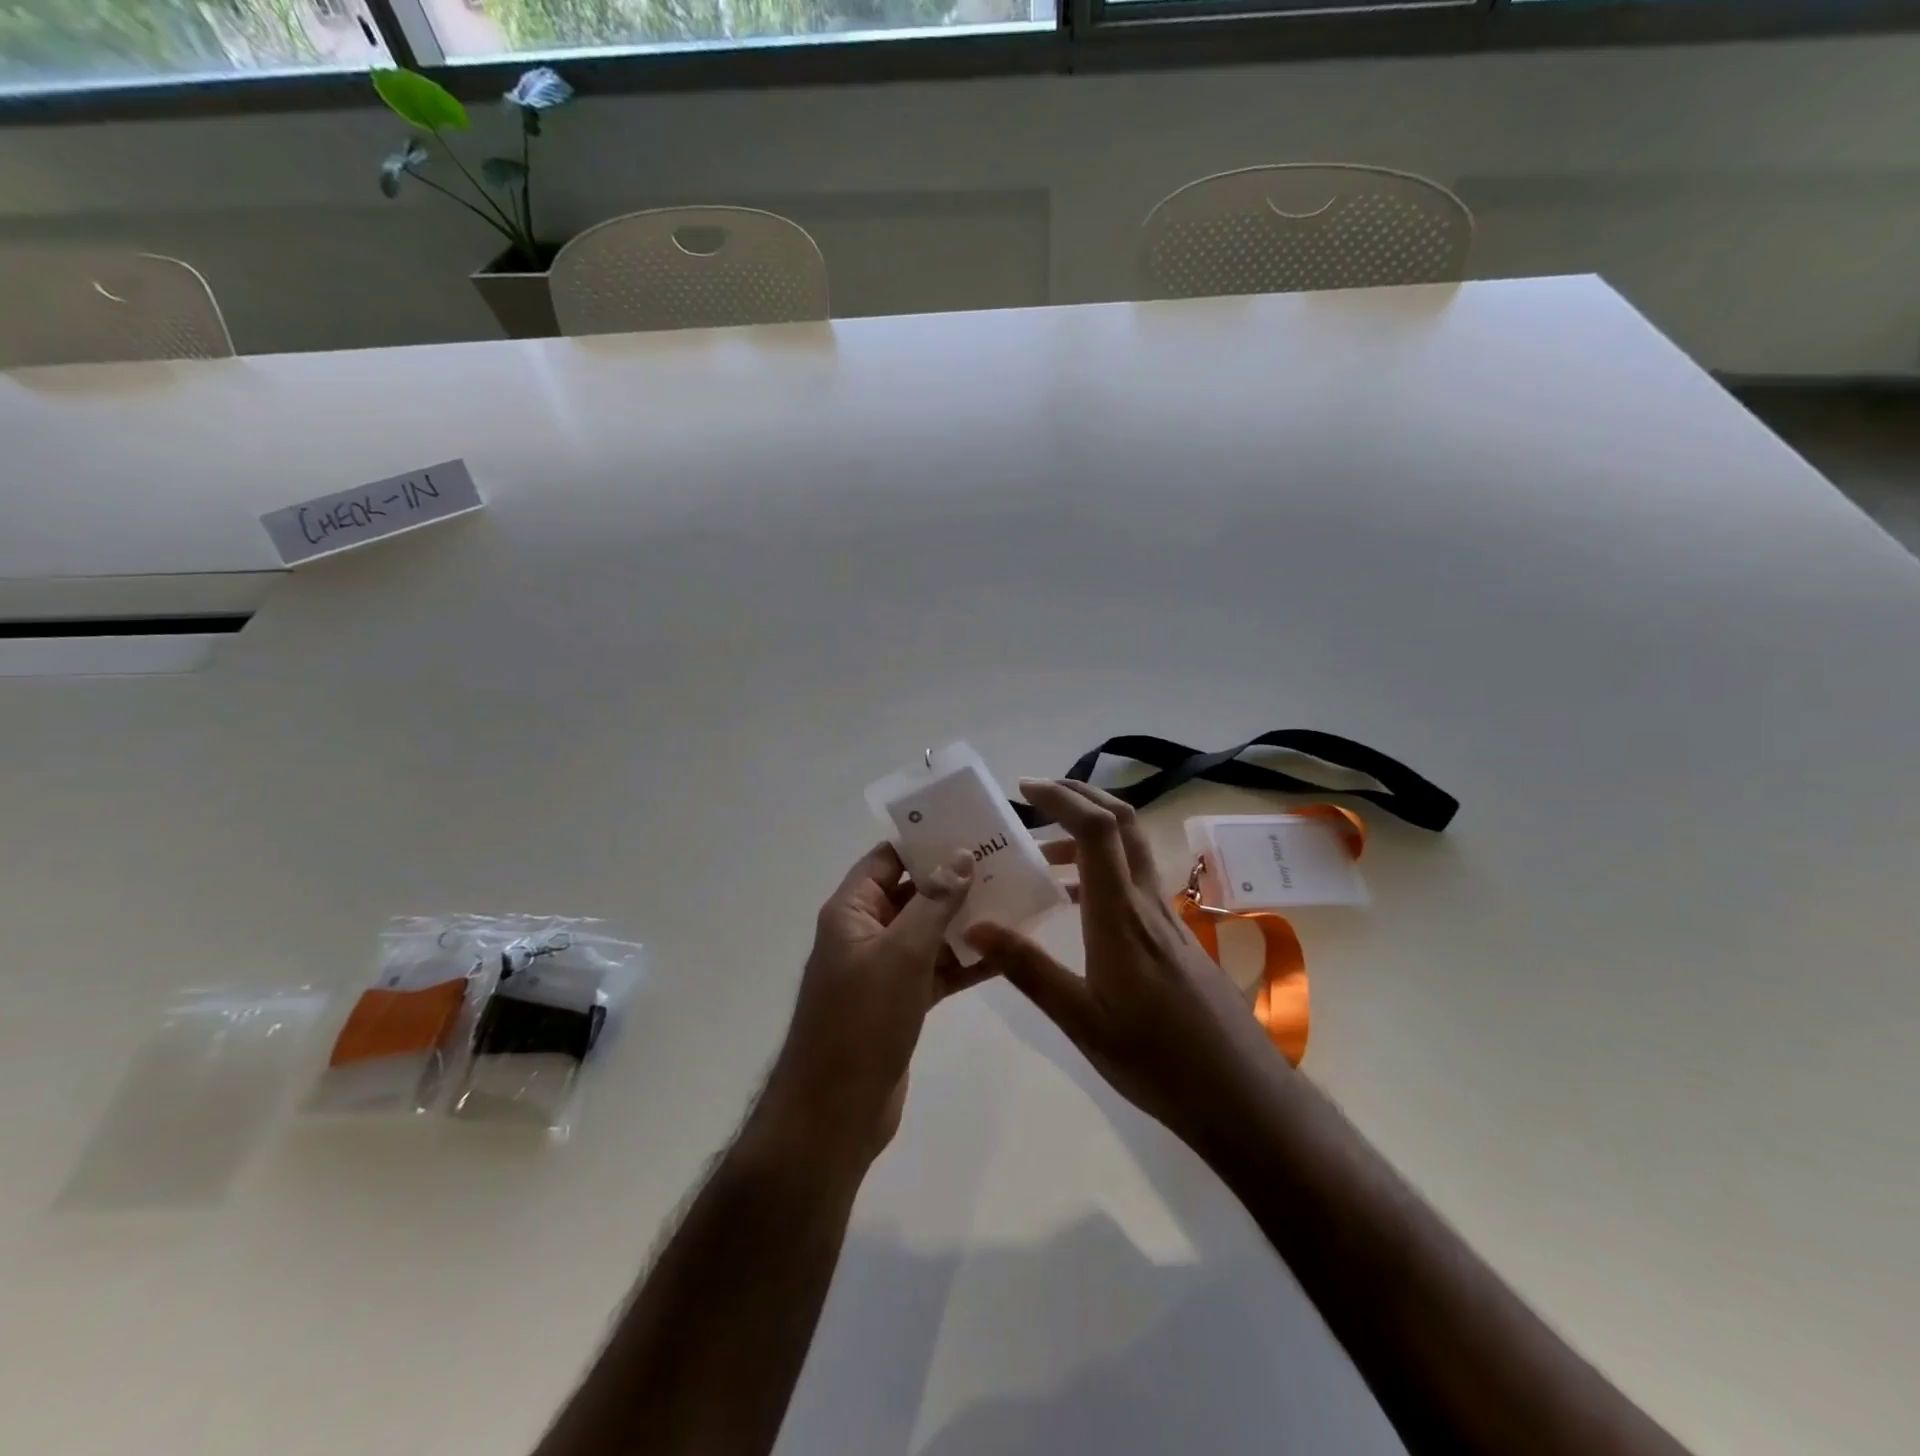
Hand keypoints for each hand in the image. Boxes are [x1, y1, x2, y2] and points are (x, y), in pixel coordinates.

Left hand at [764, 843, 982, 1162]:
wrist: (834, 1113)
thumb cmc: (861, 1022)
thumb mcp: (901, 954)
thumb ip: (933, 902)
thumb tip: (961, 855)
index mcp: (851, 911)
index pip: (887, 858)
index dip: (924, 841)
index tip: (971, 828)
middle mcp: (866, 932)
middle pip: (912, 892)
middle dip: (955, 879)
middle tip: (1006, 862)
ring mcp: (884, 969)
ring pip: (929, 931)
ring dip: (965, 919)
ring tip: (1015, 899)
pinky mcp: (902, 1001)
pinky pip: (937, 968)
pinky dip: (965, 960)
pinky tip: (1006, 951)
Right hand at [966, 779, 1282, 1152]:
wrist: (1239, 1093)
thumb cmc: (1155, 1059)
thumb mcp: (1080, 1020)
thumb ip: (1028, 969)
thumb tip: (975, 927)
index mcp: (1120, 916)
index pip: (1097, 832)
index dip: (1063, 798)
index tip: (1025, 790)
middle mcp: (1147, 903)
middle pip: (1123, 822)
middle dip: (1080, 795)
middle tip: (1037, 795)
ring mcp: (1166, 917)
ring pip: (1132, 848)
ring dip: (1091, 830)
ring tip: (1044, 849)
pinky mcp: (1175, 935)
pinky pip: (1135, 879)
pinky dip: (1103, 866)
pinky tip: (1077, 899)